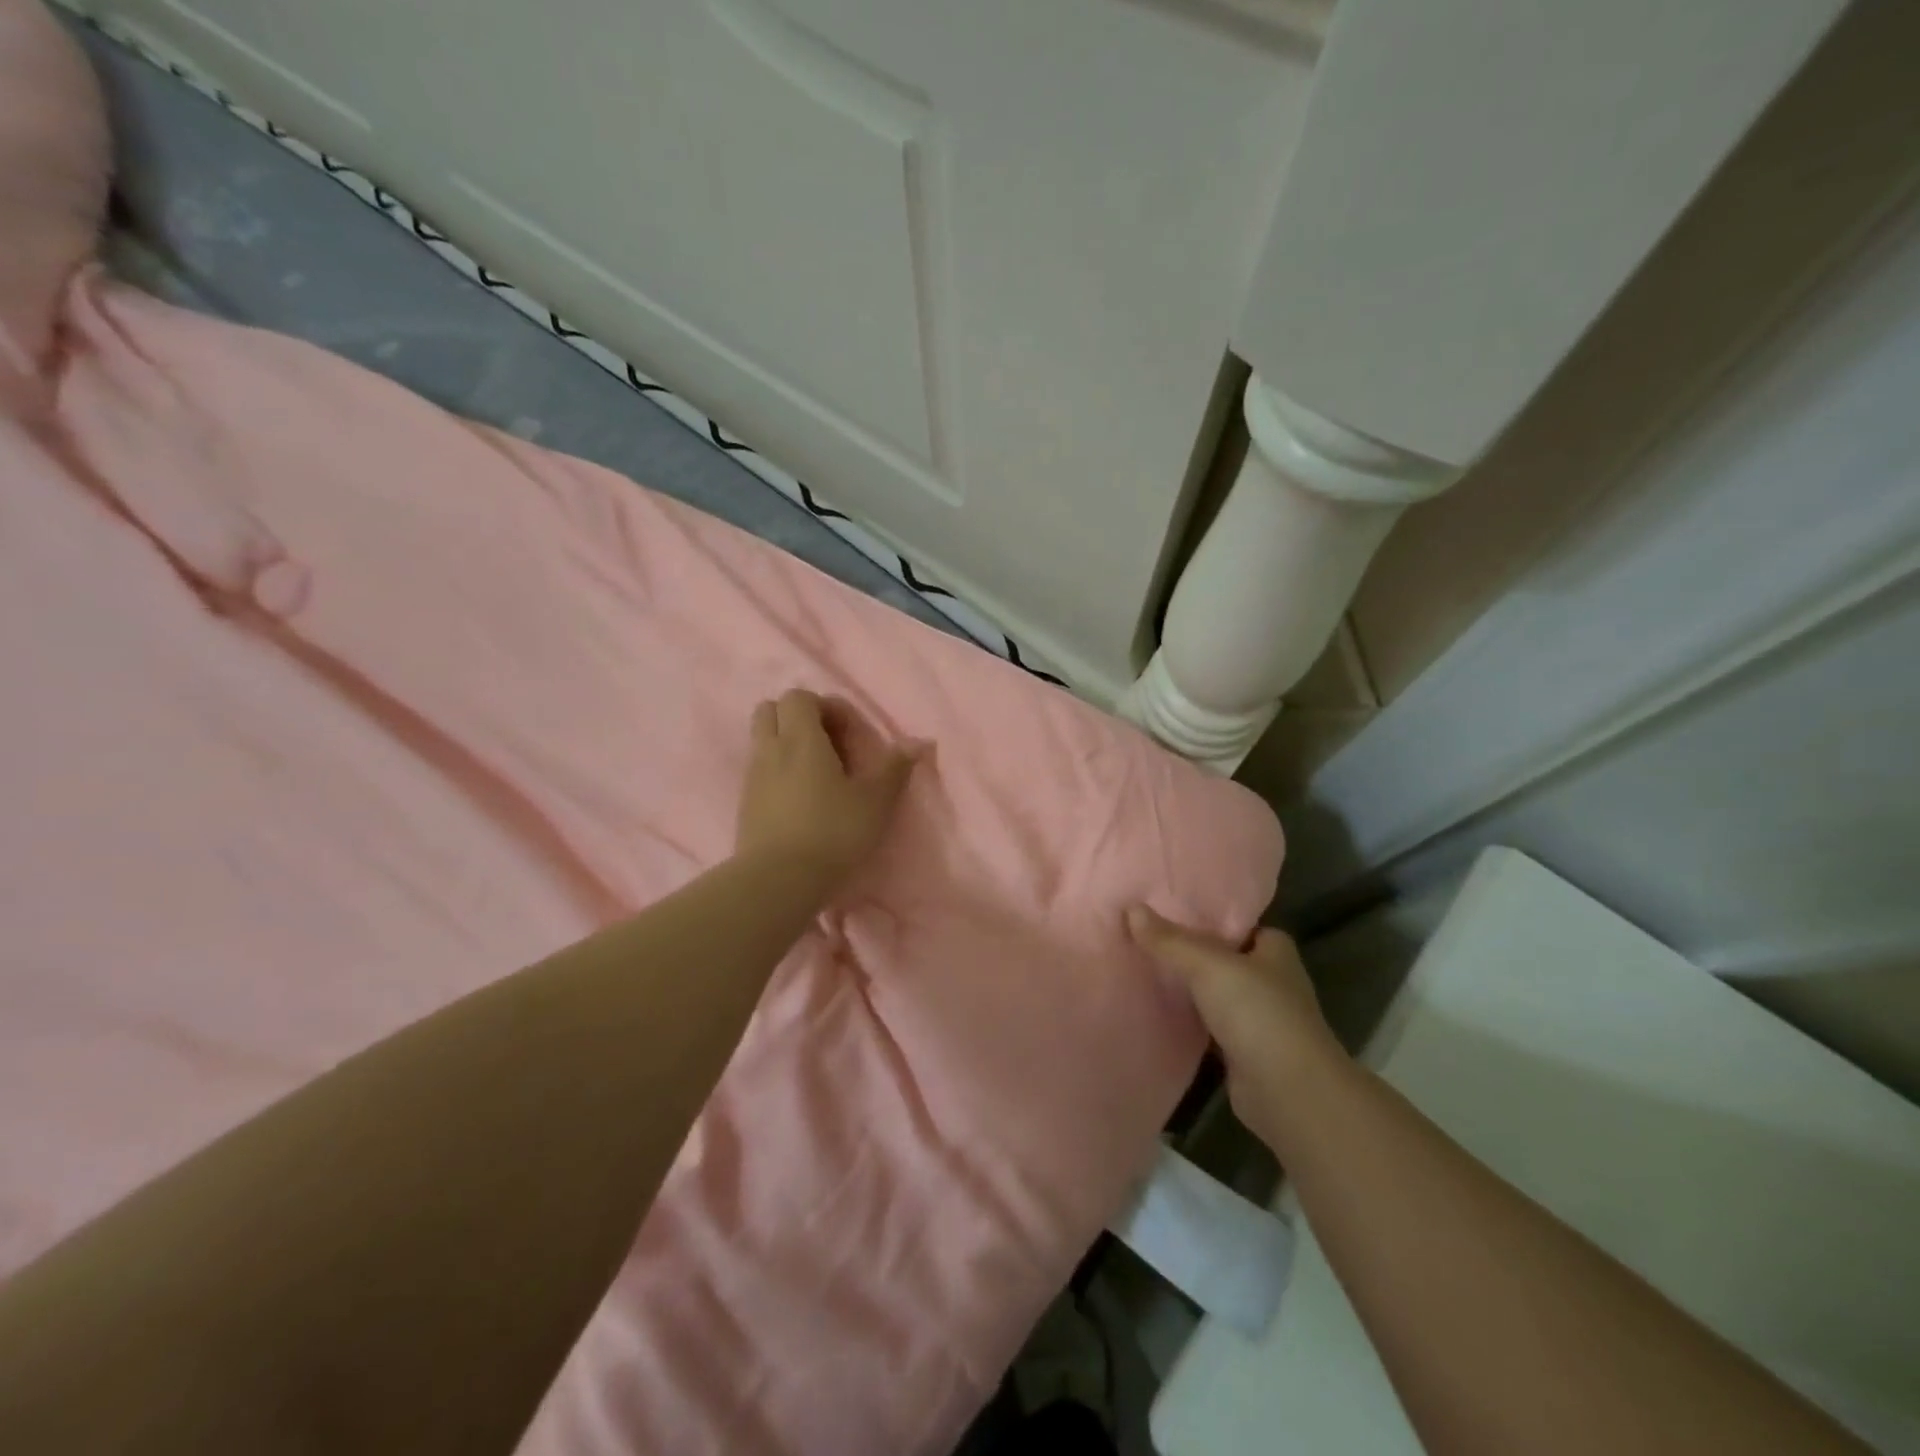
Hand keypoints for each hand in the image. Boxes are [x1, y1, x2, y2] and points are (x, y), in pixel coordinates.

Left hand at [735, 689, 923, 889]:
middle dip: (798, 717)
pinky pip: (758, 769)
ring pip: (761, 739)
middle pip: (771, 709)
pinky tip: (799, 798)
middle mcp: (771, 748)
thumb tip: (918, 741)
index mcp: (801, 738)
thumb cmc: (833, 833)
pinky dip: (776, 770)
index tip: (849, 734)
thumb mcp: (875, 801)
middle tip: (827, 744)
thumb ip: (895, 767)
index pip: (800, 696)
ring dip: (786, 743)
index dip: (826, 706)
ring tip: (815, 773)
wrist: (778, 881)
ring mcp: (752, 776)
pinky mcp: (744, 803)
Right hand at [1126, 906, 1347, 1144]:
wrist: (1287, 1091)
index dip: (1211, 919)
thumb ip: (1169, 940)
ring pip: (1217, 994)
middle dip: (1194, 953)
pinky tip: (1161, 1012)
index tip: (1172, 912)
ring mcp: (1261, 1020)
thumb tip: (1130, 908)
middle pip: (1226, 959)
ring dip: (1192, 989)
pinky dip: (1191, 1022)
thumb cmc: (1257, 1012)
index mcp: (1275, 952)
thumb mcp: (1207, 965)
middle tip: (1149, 939)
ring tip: (1146, 970)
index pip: (1241, 926)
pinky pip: (1211, 1027)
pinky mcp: (1246, 1053)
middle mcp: (1273, 982)